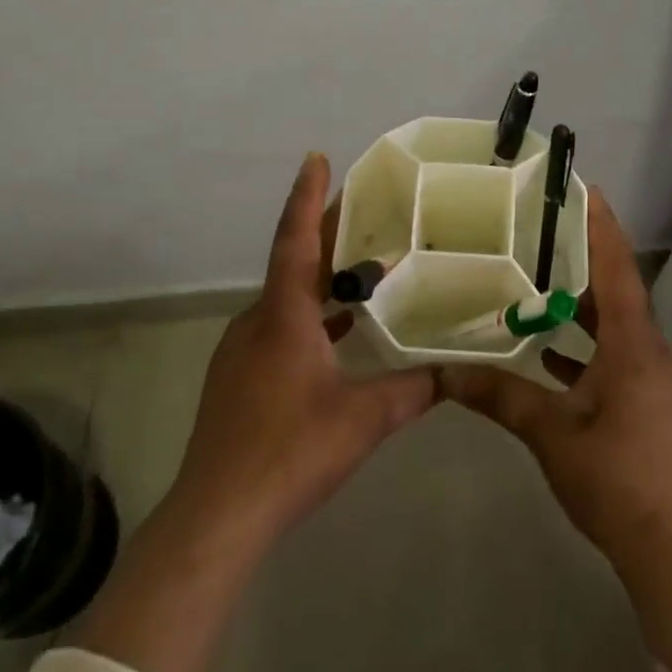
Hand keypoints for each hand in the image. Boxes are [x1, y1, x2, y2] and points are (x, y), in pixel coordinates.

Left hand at [167, 152, 439, 553]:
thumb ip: (412, 390)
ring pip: (284, 301)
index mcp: (283, 318)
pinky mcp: (237, 380)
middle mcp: (256, 323)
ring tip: (361, 275)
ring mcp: (240, 353)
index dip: (308, 198)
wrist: (218, 513)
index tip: (317, 158)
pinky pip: (277, 329)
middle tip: (365, 215)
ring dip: (319, 283)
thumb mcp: (364, 418)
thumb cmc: (291, 450)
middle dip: (325, 236)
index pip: (296, 242)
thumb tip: (453, 373)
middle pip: (292, 265)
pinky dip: (308, 319)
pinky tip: (335, 339)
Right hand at [440, 186, 671, 570]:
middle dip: (581, 262)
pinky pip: (611, 358)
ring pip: (611, 327)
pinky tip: (544, 354)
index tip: (584, 190)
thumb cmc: (617, 478)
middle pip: (614, 292)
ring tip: (532, 286)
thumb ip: (501, 395)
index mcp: (633, 346)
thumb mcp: (552, 432)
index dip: (602, 228)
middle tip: (537, 236)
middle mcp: (647, 352)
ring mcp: (649, 380)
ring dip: (577, 308)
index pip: (618, 270)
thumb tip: (444, 370)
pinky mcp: (644, 404)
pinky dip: (580, 348)